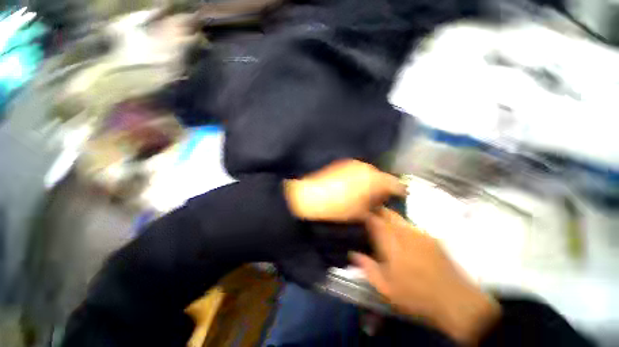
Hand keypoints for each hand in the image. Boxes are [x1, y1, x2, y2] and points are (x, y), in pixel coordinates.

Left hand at [284, 159, 405, 221]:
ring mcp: (353, 163)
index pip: (395, 184)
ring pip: (369, 172)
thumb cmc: (339, 208)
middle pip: (381, 176)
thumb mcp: (361, 213)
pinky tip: (351, 186)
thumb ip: (375, 208)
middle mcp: (366, 167)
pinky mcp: (342, 163)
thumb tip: (381, 206)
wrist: (311, 196)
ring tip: (364, 193)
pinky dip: (359, 177)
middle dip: (382, 187)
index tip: (400, 197)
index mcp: (374, 179)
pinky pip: (357, 170)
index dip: (399, 191)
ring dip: (370, 181)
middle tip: (378, 199)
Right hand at [351, 209, 500, 344]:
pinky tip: (401, 235)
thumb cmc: (415, 295)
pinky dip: (401, 225)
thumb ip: (367, 268)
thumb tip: (352, 254)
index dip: (365, 215)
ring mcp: (420, 233)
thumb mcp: (386, 287)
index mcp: (391, 242)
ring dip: (388, 217)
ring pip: (399, 217)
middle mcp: (405, 232)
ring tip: (382, 224)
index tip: (359, 215)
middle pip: (387, 213)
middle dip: (376, 211)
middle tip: (369, 216)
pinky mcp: (431, 238)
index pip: (374, 220)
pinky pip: (410, 225)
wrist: (455, 301)